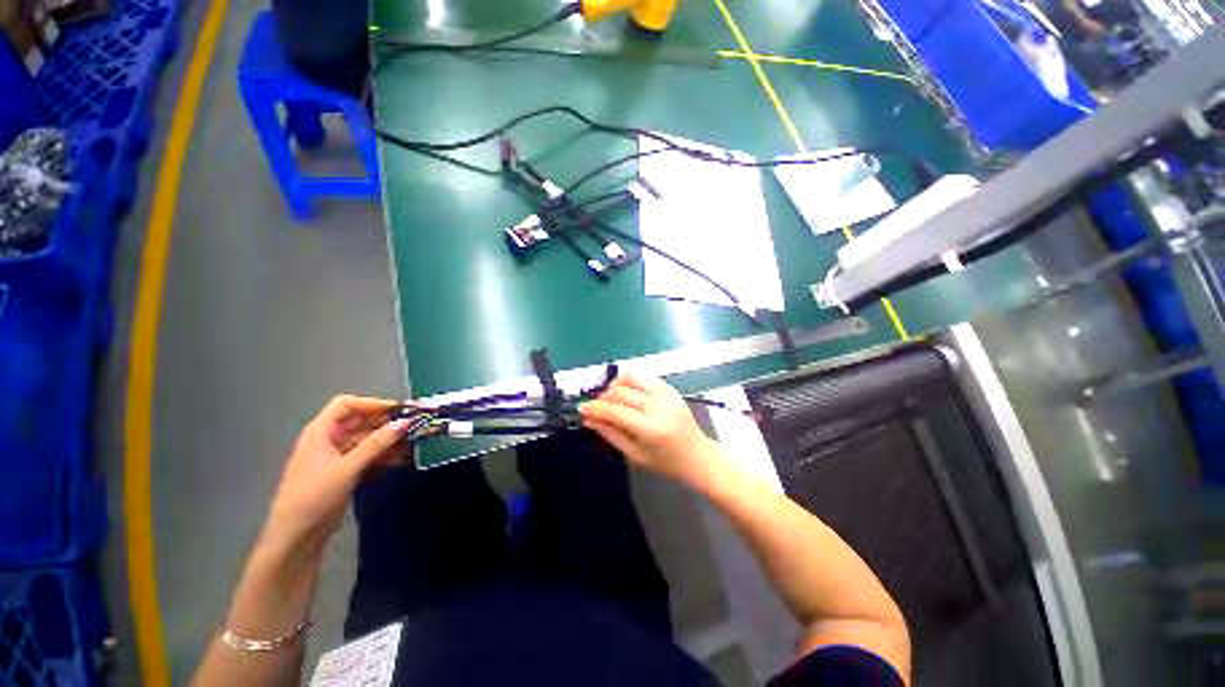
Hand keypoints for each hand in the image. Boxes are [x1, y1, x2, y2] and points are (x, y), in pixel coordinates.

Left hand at [263, 395, 411, 548]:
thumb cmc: (315, 496)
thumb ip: (377, 443)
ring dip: (387, 439)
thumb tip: (405, 422)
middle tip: (413, 425)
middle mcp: (328, 439)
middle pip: (359, 420)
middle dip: (385, 421)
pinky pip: (367, 455)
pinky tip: (401, 458)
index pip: (346, 404)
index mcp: (321, 431)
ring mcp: (336, 456)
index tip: (398, 410)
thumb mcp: (347, 468)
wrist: (296, 536)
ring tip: (412, 441)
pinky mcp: (343, 471)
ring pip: (366, 438)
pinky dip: (383, 454)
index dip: (371, 403)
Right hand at [579, 373, 725, 487]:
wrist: (698, 456)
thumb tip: (589, 419)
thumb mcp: (634, 455)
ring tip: (611, 397)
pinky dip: (631, 381)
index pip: (616, 411)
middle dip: (603, 398)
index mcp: (651, 429)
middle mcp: (659, 406)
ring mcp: (667, 394)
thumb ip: (610, 434)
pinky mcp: (671, 388)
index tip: (581, 409)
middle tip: (595, 407)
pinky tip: (626, 392)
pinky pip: (645, 376)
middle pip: (622, 392)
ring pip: (633, 377)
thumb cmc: (666, 463)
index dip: (596, 409)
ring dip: (616, 385)